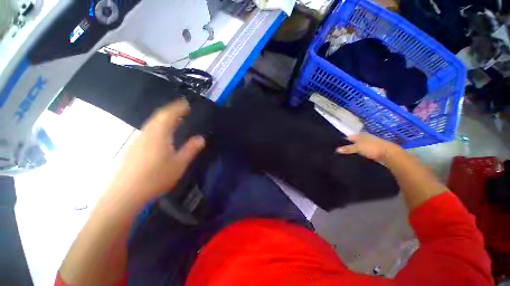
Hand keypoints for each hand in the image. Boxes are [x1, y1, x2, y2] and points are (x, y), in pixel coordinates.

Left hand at [107, 99, 204, 204]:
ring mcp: (138, 140)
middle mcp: (147, 133)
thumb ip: (191, 149)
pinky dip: (158, 126)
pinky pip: (148, 130)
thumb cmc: (156, 178)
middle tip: (182, 109)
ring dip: (164, 118)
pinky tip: (162, 133)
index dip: (178, 108)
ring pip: (152, 123)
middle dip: (171, 110)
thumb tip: (201, 138)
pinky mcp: (133, 148)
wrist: (125, 194)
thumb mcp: (179, 164)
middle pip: (158, 116)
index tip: (187, 104)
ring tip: (175, 119)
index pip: (169, 115)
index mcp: (159, 135)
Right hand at [336, 134, 398, 162]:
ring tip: (347, 155)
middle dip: (348, 146)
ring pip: (359, 146)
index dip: (342, 141)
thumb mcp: (358, 148)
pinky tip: (356, 157)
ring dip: (354, 150)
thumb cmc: (372, 148)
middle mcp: (365, 138)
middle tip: (340, 152)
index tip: (336, 146)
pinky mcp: (374, 150)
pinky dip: (359, 153)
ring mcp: (370, 144)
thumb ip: (348, 148)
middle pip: (354, 142)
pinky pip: (363, 151)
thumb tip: (336, 149)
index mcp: (360, 135)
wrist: (389, 154)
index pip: (348, 137)